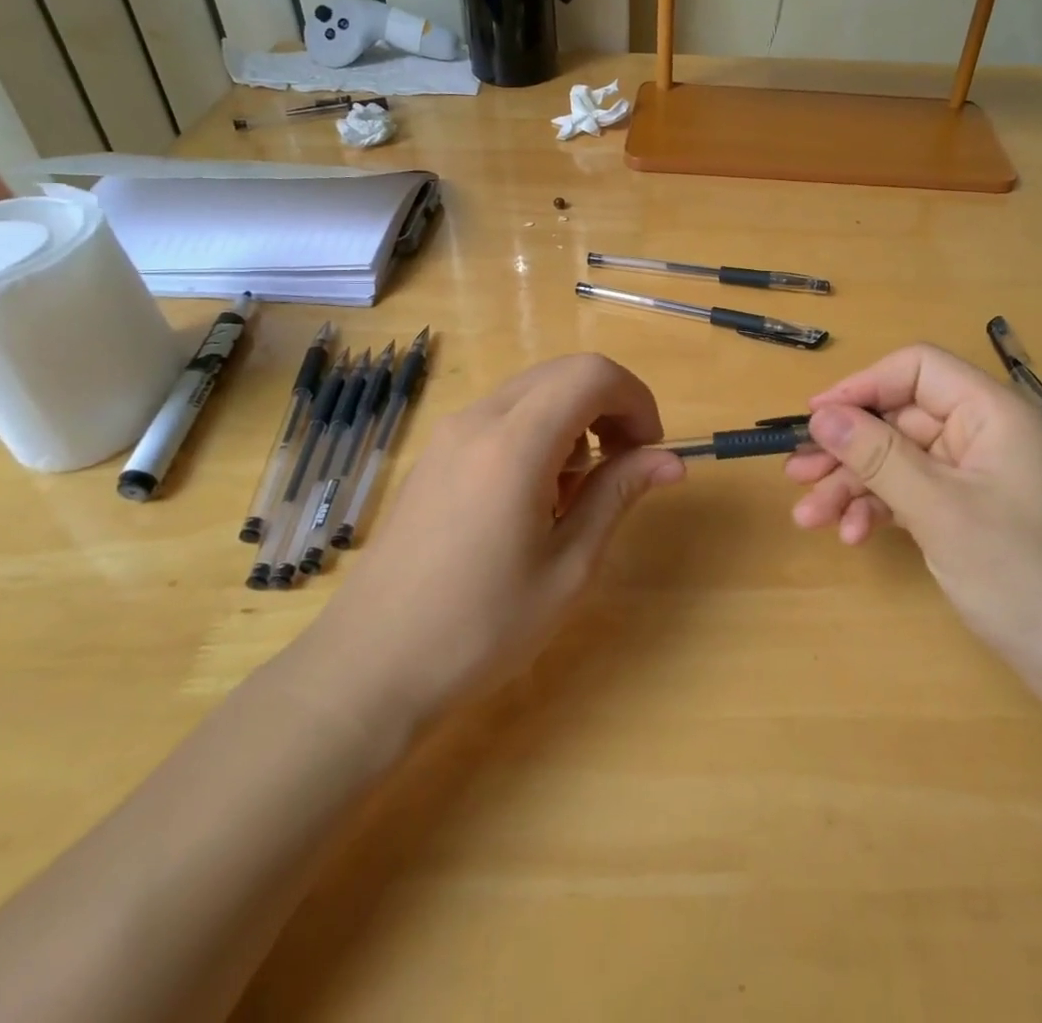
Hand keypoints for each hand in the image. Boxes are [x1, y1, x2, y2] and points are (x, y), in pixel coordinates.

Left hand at [310, 354, 684, 721]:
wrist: (369, 667)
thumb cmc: (480, 627)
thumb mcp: (568, 568)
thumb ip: (618, 495)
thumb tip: (672, 461)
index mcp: (515, 444)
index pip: (592, 375)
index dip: (636, 399)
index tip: (650, 450)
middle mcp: (478, 420)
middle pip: (564, 373)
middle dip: (609, 406)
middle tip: (625, 466)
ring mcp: (449, 434)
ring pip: (533, 392)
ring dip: (574, 420)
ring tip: (575, 493)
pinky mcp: (435, 454)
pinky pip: (502, 416)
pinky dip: (538, 432)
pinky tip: (533, 497)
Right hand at [785, 344, 1041, 700]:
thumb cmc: (1024, 575)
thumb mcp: (940, 510)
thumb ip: (877, 455)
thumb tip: (821, 414)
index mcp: (993, 413)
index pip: (917, 369)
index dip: (862, 386)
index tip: (815, 417)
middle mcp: (984, 435)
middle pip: (900, 420)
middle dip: (847, 448)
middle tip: (797, 474)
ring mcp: (978, 478)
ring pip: (900, 461)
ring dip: (855, 485)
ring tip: (810, 516)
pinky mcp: (971, 514)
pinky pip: (914, 494)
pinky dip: (881, 510)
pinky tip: (853, 535)